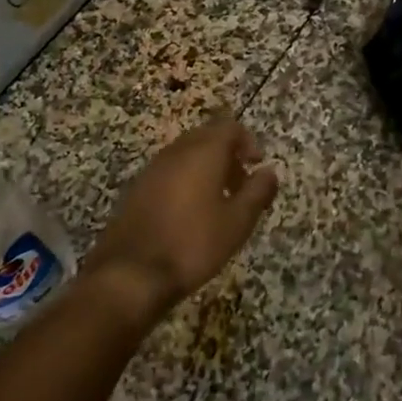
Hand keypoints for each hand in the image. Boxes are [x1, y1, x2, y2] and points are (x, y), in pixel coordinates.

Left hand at [86, 117, 278, 318]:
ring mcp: (152, 169)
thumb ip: (257, 192)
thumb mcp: (237, 222)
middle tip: (240, 184)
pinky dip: (185, 180)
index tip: (256, 166)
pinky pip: (169, 171)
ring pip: (186, 154)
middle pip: (206, 137)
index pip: (229, 127)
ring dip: (206, 168)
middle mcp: (176, 152)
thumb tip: (269, 171)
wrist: (132, 273)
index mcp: (203, 152)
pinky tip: (190, 213)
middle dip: (227, 154)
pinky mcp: (137, 188)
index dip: (248, 141)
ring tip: (218, 201)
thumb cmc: (193, 243)